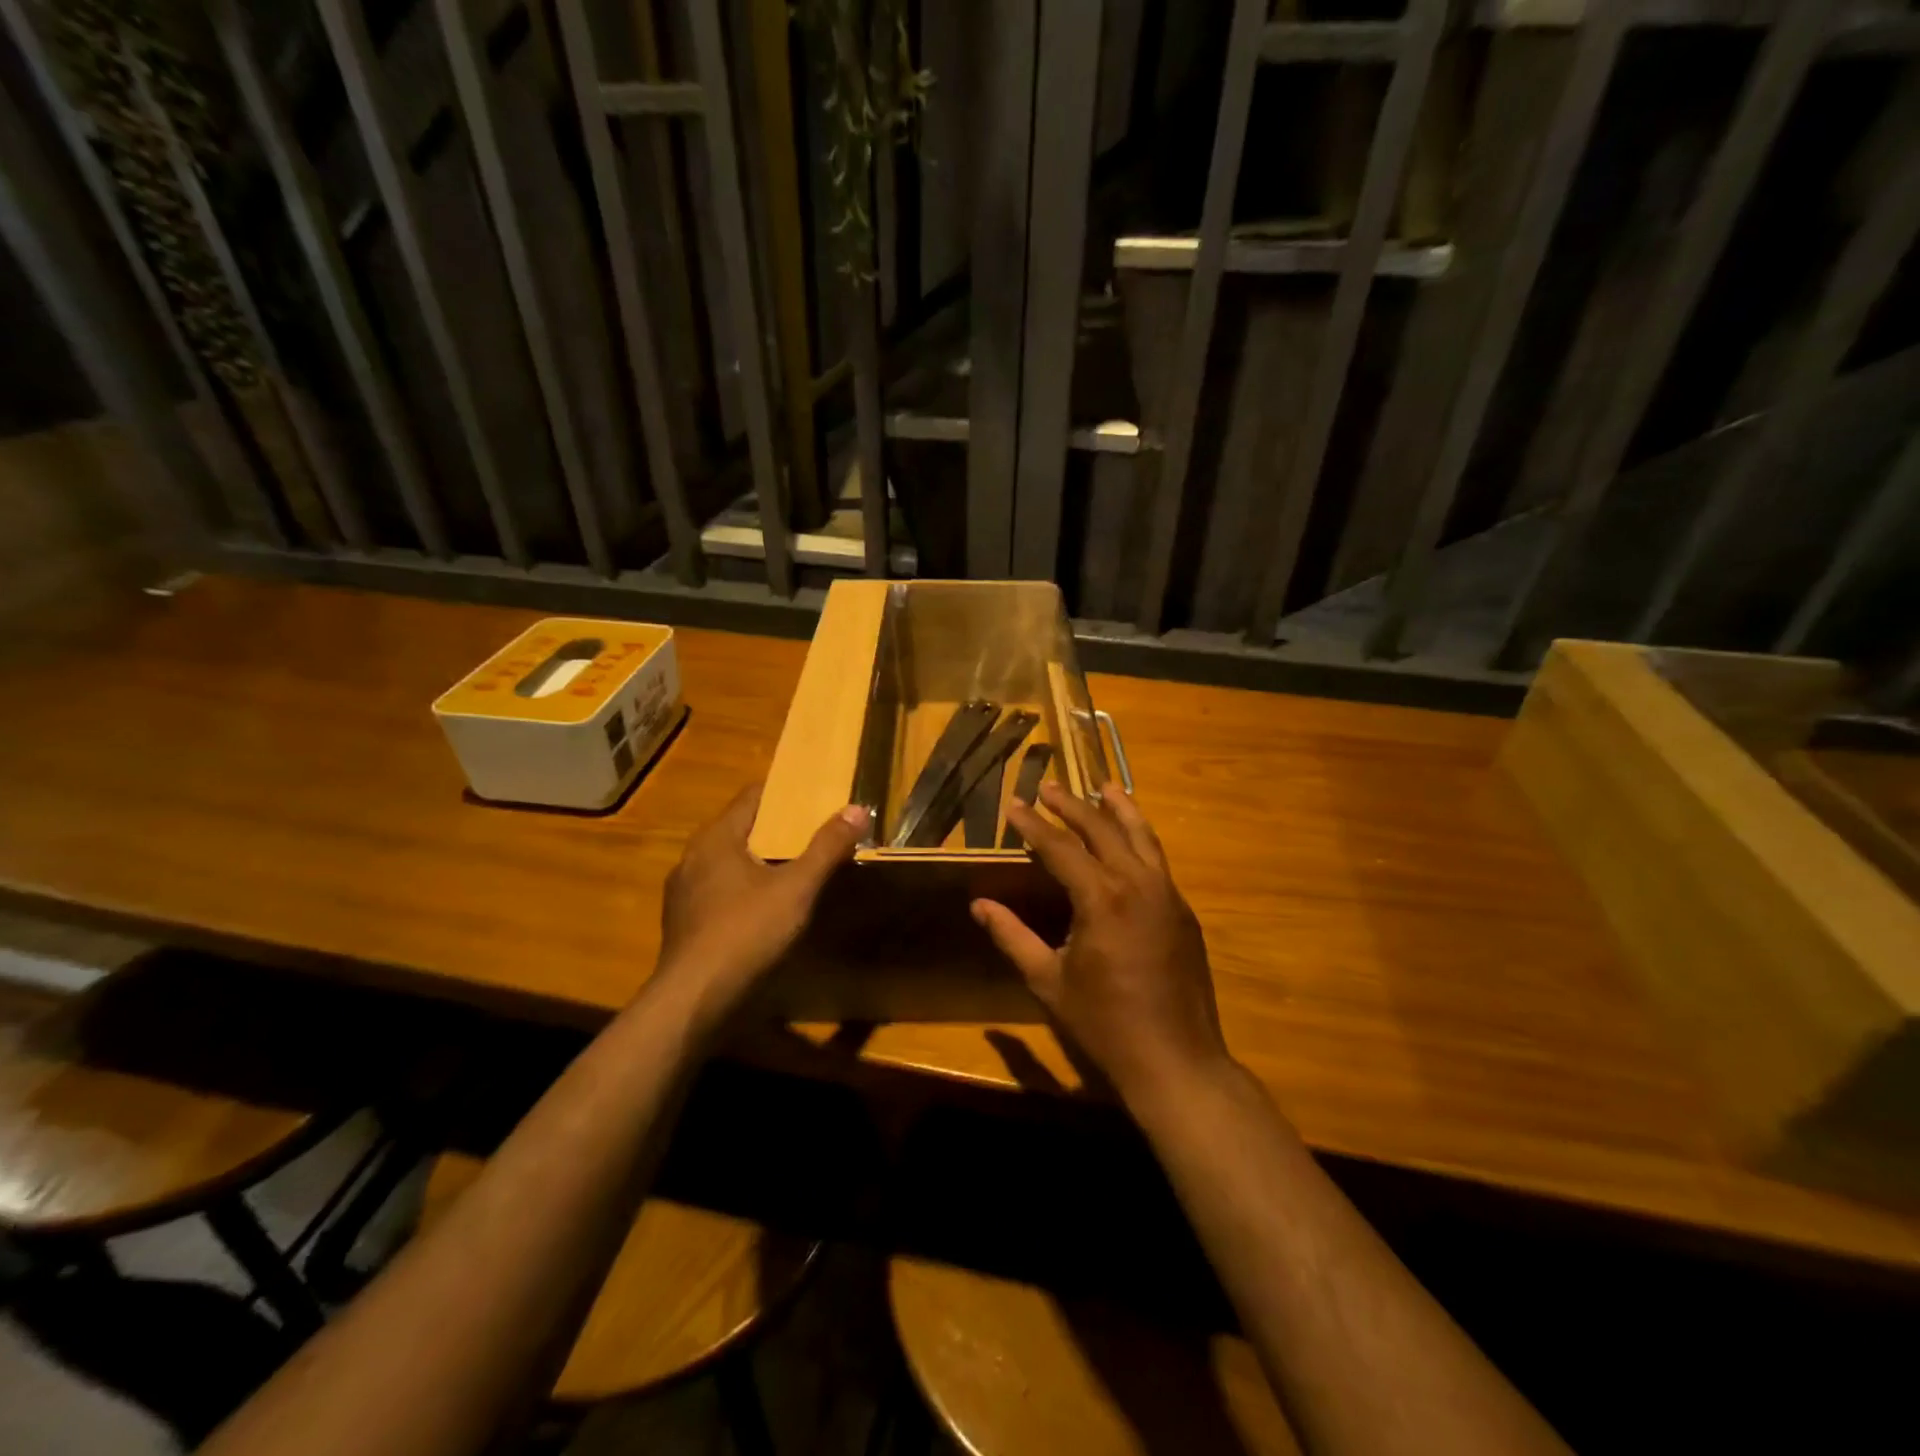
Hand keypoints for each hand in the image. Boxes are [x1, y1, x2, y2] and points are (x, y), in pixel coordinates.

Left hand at [655, 784, 867, 1023]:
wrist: (693, 1000)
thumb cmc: (746, 933)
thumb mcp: (796, 889)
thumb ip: (826, 848)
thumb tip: (857, 809)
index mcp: (716, 839)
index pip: (752, 797)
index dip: (784, 794)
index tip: (814, 795)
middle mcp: (693, 857)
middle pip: (740, 829)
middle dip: (777, 828)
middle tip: (814, 830)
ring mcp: (684, 893)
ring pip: (728, 862)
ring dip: (759, 861)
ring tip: (795, 867)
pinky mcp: (684, 923)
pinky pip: (719, 891)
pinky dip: (744, 889)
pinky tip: (765, 908)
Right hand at [972, 782, 1232, 1108]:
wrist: (1176, 1059)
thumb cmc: (1105, 1023)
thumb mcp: (1048, 981)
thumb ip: (1012, 937)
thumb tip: (979, 905)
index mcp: (1102, 899)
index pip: (1061, 848)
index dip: (1034, 825)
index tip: (1014, 804)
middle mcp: (1138, 885)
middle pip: (1103, 830)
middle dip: (1073, 806)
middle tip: (1049, 786)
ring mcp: (1167, 895)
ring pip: (1142, 837)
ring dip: (1120, 809)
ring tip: (1105, 787)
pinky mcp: (1183, 911)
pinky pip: (1158, 861)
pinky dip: (1140, 839)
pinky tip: (1131, 838)